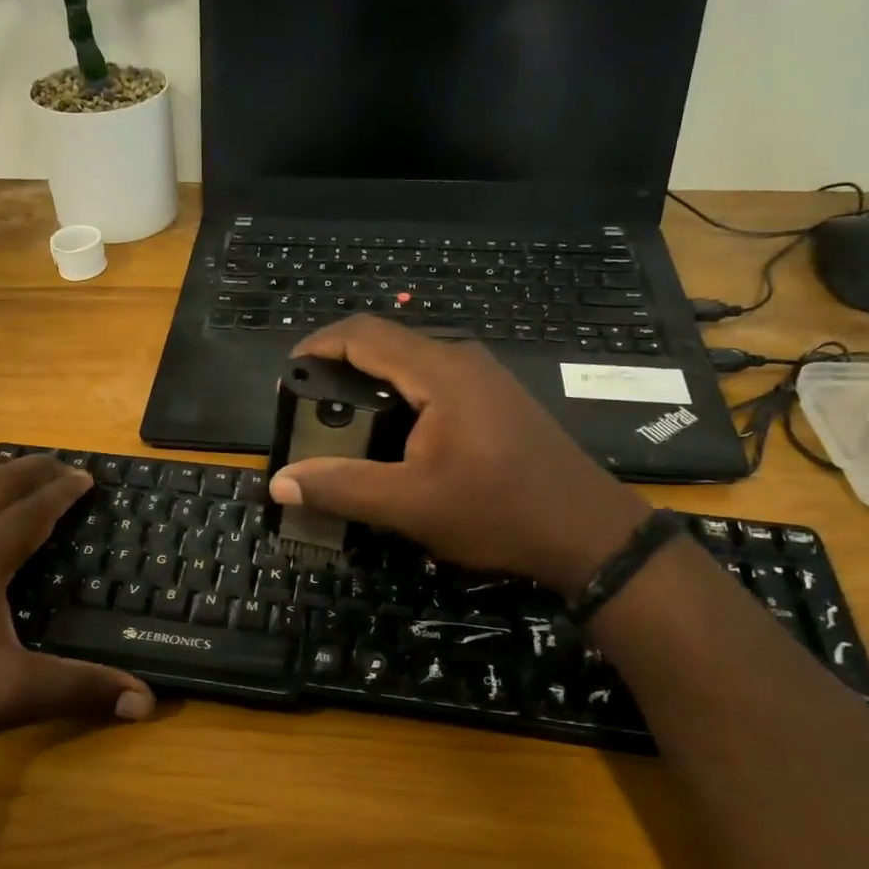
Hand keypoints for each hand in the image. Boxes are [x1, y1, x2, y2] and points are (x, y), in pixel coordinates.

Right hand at [268, 317, 650, 588]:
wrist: (589, 534)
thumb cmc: (500, 512)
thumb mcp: (411, 505)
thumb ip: (342, 487)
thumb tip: (280, 482)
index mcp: (441, 372)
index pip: (363, 334)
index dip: (317, 345)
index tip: (286, 375)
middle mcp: (462, 361)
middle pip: (385, 343)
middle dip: (338, 366)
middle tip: (306, 405)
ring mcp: (483, 378)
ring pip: (409, 363)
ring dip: (368, 383)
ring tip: (338, 421)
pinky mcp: (494, 400)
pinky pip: (431, 382)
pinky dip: (397, 397)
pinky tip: (388, 436)